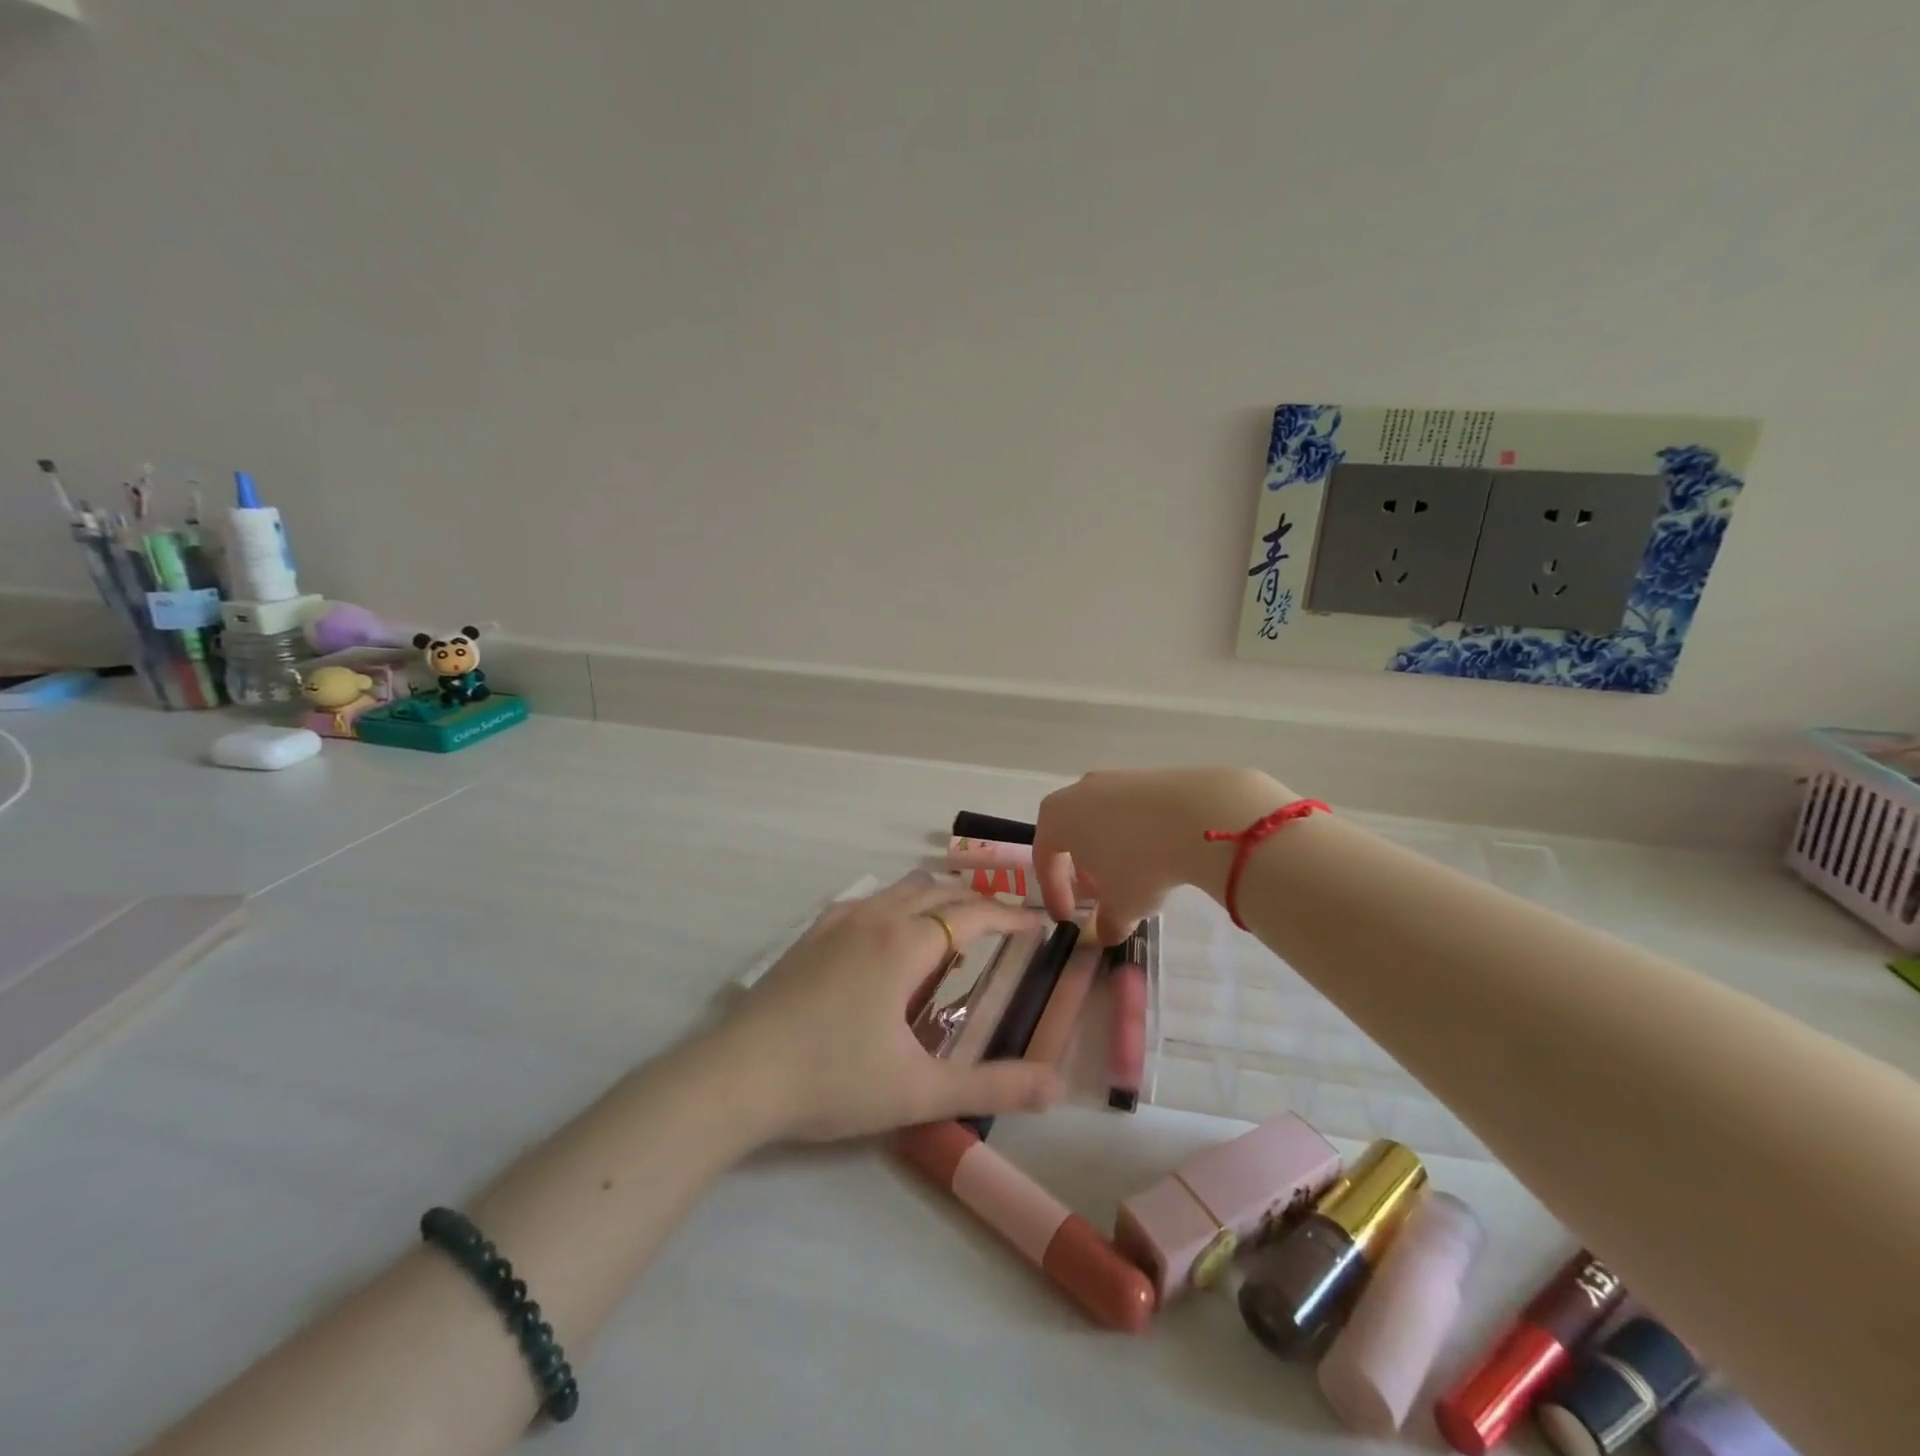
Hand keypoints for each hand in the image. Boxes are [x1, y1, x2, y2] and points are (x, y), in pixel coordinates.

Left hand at [721, 872, 1064, 1141]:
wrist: (736, 1077)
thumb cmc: (833, 1081)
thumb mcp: (919, 1091)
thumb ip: (992, 1086)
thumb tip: (1056, 1087)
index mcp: (905, 944)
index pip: (973, 914)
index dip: (1011, 916)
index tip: (1038, 925)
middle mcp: (875, 918)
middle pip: (938, 890)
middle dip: (977, 901)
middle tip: (1003, 925)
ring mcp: (837, 922)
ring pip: (900, 888)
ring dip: (935, 897)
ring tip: (953, 925)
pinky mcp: (810, 935)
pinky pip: (867, 900)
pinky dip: (896, 904)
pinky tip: (888, 935)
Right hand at [1033, 767, 1291, 943]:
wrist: (1199, 815)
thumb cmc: (1141, 862)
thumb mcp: (1121, 905)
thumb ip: (1107, 923)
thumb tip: (1108, 933)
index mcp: (1056, 817)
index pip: (1044, 858)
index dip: (1054, 892)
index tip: (1069, 918)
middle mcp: (1078, 791)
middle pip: (1071, 834)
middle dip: (1082, 869)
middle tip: (1099, 896)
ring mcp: (1115, 779)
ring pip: (1101, 821)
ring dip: (1110, 851)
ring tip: (1132, 878)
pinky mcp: (1149, 776)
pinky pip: (1131, 811)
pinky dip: (1136, 834)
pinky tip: (1157, 854)